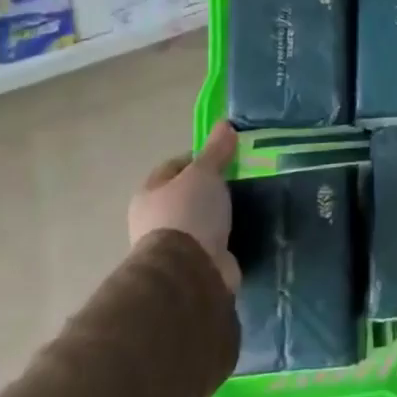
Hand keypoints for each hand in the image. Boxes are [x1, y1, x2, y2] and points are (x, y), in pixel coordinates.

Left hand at [128, 120, 240, 291]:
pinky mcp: (193, 265)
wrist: (188, 272)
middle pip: (188, 193)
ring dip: (220, 213)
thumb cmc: (188, 213)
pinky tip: (245, 228)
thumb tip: (224, 124)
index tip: (226, 156)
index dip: (199, 158)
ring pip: (202, 218)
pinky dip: (227, 235)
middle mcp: (155, 219)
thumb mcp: (204, 173)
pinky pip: (214, 241)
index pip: (174, 167)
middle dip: (212, 187)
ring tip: (248, 202)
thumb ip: (215, 150)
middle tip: (240, 178)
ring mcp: (174, 245)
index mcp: (149, 194)